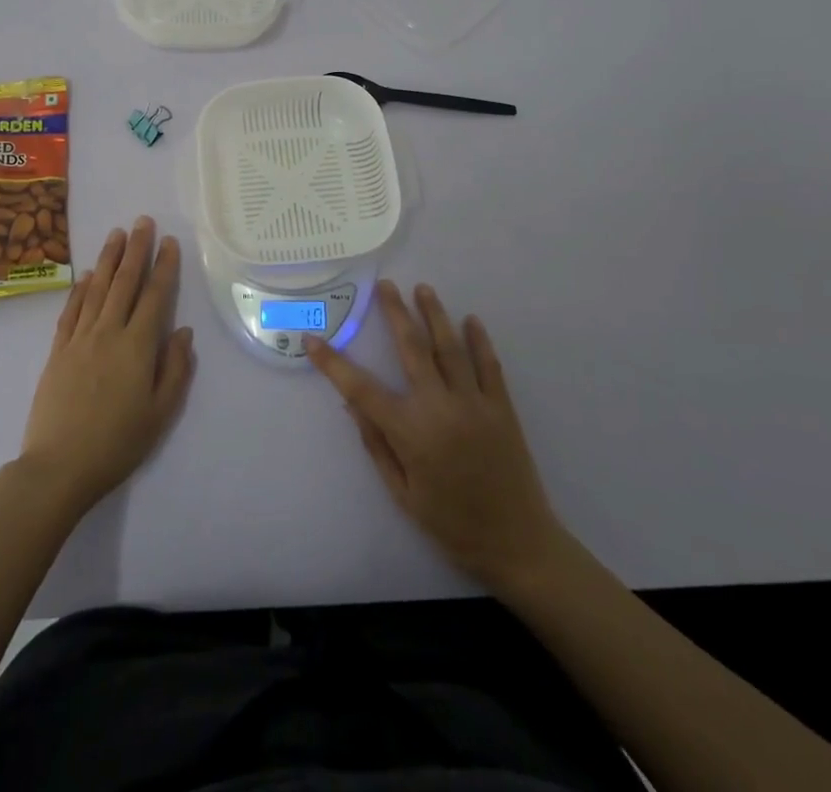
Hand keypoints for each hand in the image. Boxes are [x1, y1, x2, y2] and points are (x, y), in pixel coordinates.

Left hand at [19, 217, 195, 518]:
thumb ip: (175, 369)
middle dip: (136, 249)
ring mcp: (79, 339)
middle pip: (125, 282)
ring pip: (97, 288)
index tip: (170, 242)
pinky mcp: (58, 350)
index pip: (155, 296)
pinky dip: (81, 289)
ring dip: (109, 259)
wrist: (58, 466)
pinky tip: (88, 274)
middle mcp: (108, 332)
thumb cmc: (117, 443)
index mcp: (137, 346)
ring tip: (117, 234)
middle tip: (142, 221)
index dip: (164, 267)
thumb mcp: (160, 413)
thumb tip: (183, 331)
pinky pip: (72, 310)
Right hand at [306, 281, 562, 599]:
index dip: (333, 363)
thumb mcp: (402, 492)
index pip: (361, 388)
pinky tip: (471, 320)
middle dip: (395, 313)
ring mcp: (475, 404)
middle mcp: (440, 408)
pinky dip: (479, 340)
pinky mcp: (502, 408)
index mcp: (410, 432)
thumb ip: (376, 443)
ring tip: (423, 289)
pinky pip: (489, 365)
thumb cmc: (451, 524)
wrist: (517, 544)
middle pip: (413, 348)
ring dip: (435, 315)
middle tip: (385, 285)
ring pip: (450, 348)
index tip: (313, 340)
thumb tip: (350, 403)